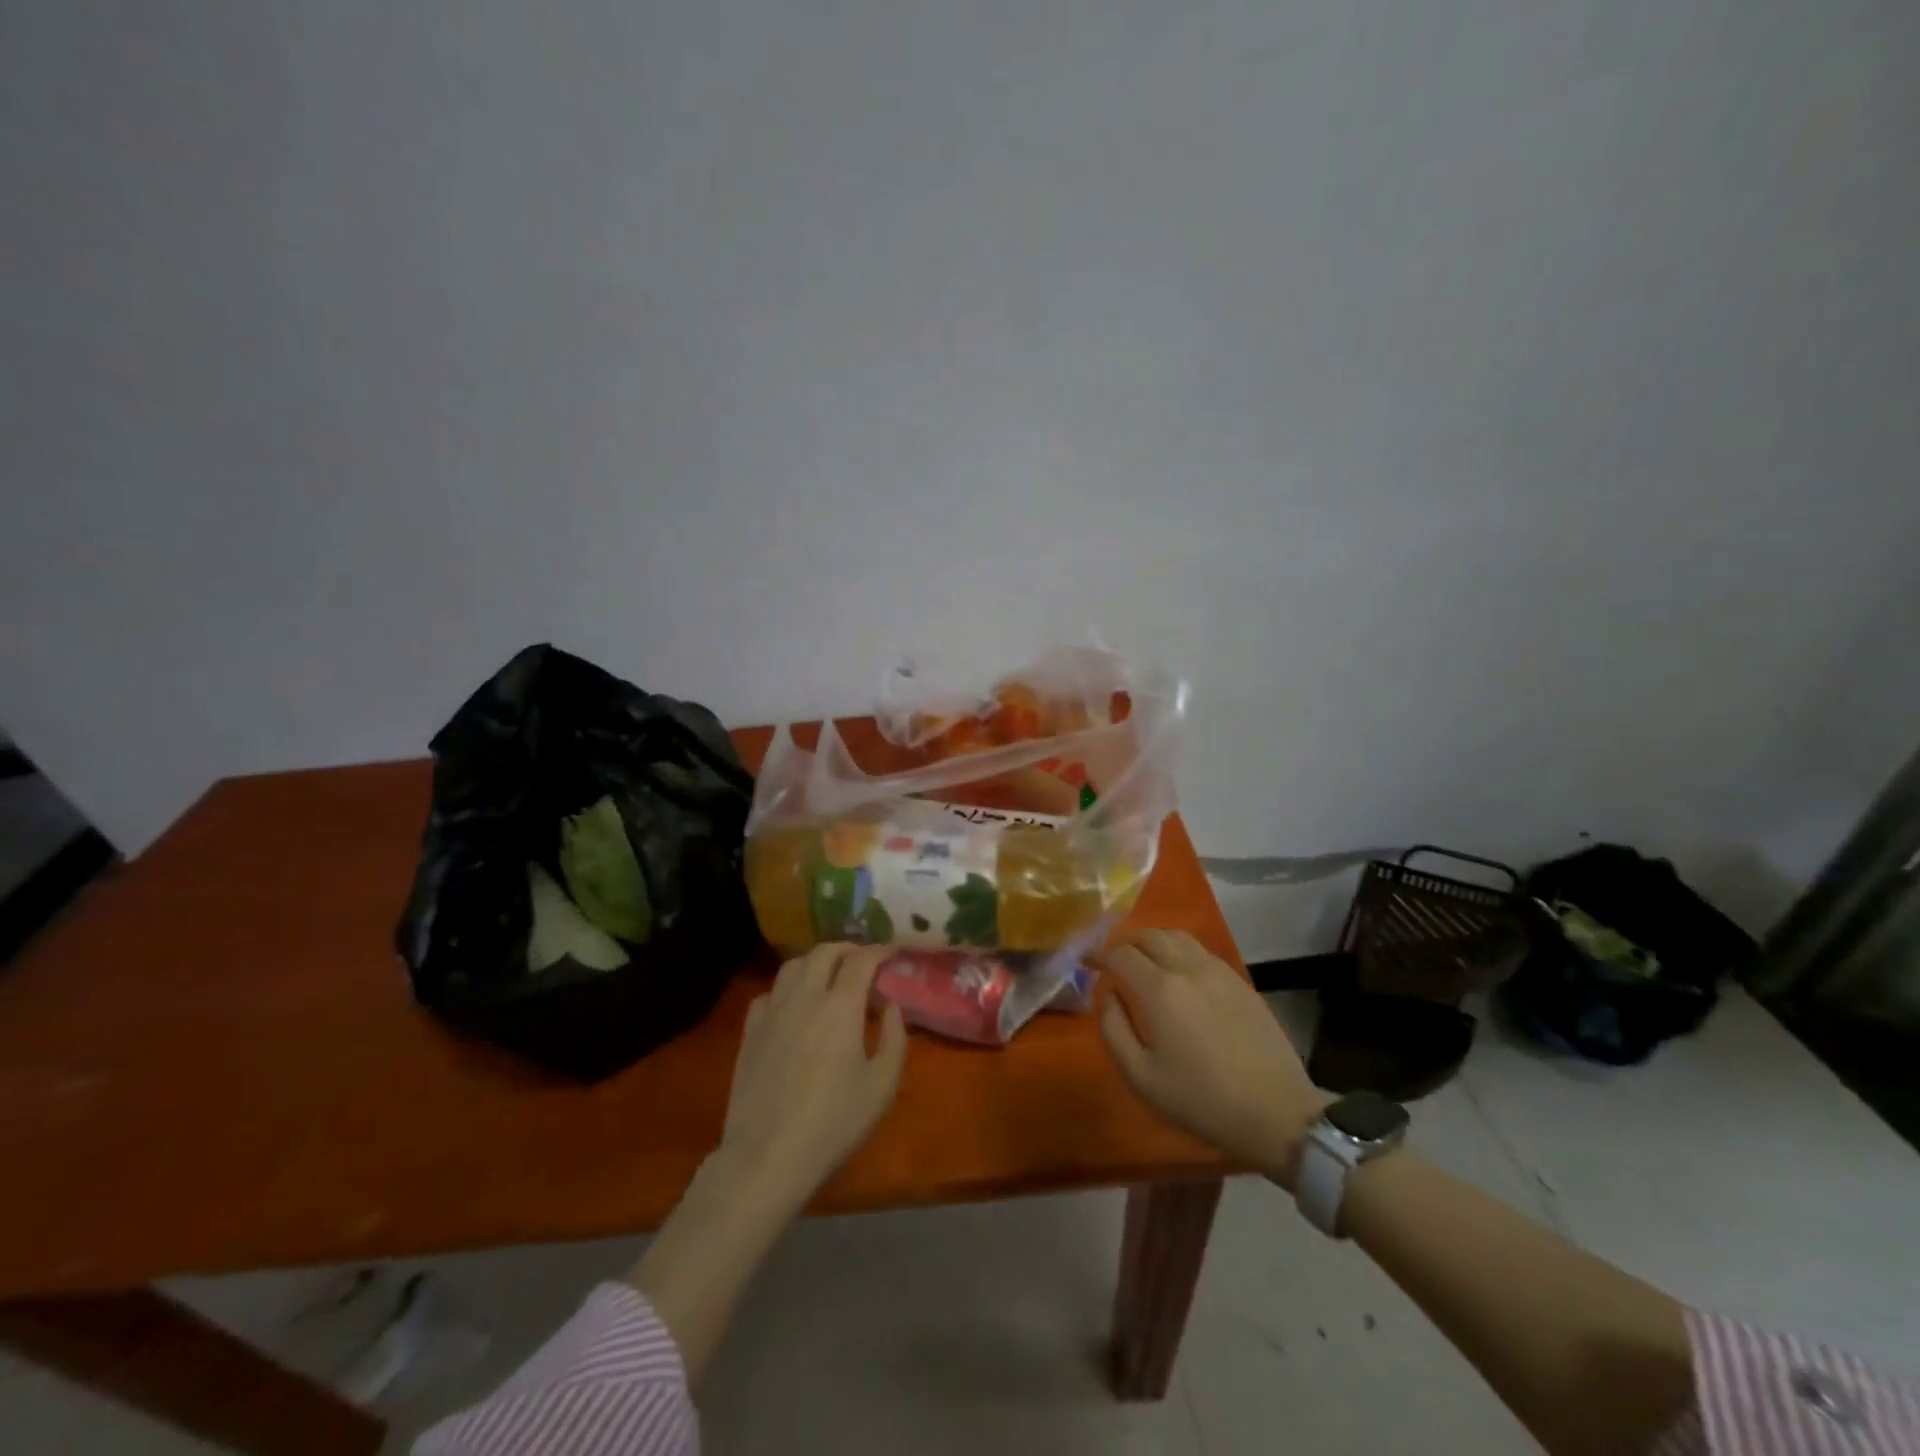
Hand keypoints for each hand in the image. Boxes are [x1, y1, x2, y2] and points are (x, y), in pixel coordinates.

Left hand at [719, 943, 908, 1208]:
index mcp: (840, 1006)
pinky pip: (769, 993)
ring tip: (829, 975)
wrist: (767, 1156)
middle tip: (863, 961)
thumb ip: (894, 1039)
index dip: (879, 951)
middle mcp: (804, 996)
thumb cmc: (833, 1123)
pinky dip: (787, 988)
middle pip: (824, 952)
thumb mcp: (882, 1087)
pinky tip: (793, 1006)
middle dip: (848, 949)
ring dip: (816, 962)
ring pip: (793, 966)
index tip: (892, 953)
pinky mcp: (750, 1031)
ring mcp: (772, 1011)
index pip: (861, 960)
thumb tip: (892, 1007)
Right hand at [1094, 929, 1326, 1189]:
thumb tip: (1110, 996)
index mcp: (1160, 990)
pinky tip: (1179, 975)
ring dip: (1153, 941)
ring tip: (1144, 961)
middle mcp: (1187, 968)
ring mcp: (1218, 971)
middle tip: (1113, 960)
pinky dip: (1179, 951)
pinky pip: (1201, 951)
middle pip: (1149, 935)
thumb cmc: (1202, 1101)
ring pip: (1177, 936)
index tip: (1087, 961)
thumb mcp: (1141, 1077)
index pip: (1120, 954)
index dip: (1098, 954)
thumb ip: (1114, 1030)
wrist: (1277, 1113)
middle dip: (1124, 943)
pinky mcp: (1240, 981)